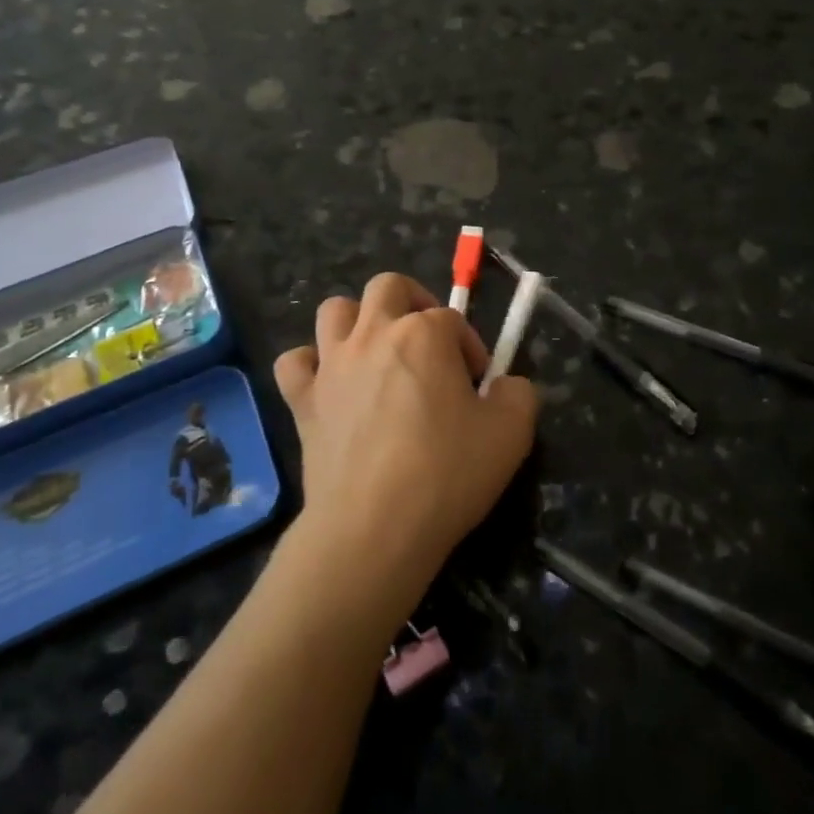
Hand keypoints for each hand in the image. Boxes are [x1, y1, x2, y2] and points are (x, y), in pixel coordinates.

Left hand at [274, 274, 537, 613]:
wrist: (373, 527)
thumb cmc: (446, 473)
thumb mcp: (512, 432)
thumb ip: (518, 393)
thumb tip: (504, 385)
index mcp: (424, 333)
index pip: (453, 319)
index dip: (470, 348)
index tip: (478, 387)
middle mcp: (373, 334)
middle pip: (388, 286)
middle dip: (414, 302)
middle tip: (429, 345)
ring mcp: (332, 365)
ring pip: (334, 310)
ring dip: (358, 321)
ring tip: (378, 354)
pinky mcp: (302, 401)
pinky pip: (294, 362)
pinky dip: (311, 365)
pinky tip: (331, 385)